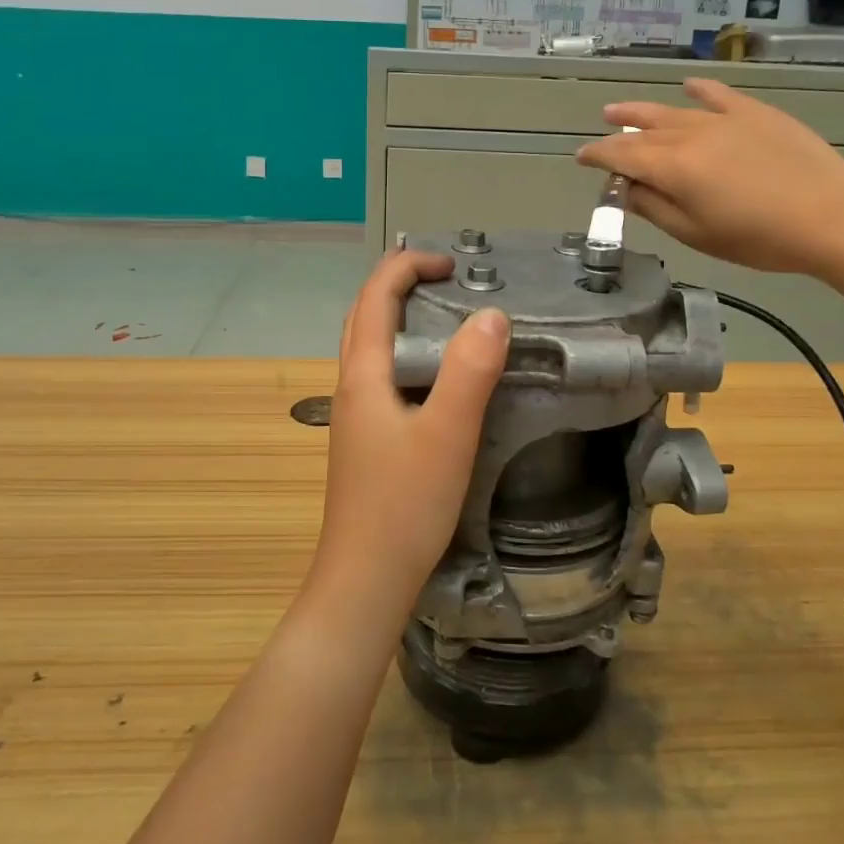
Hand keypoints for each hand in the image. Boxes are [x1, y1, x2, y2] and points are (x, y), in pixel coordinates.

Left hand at [311, 251, 509, 616]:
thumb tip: (492, 315)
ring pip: (369, 345)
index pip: (376, 297)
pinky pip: (380, 373)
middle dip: (397, 283)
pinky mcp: (365, 438)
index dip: (407, 267)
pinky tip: (433, 376)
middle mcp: (351, 386)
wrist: (365, 580)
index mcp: (364, 375)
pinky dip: (403, 350)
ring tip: (441, 313)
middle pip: (364, 315)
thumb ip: (470, 373)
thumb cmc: (404, 505)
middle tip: (444, 277)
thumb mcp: (447, 435)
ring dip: (397, 315)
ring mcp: (355, 414)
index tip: (450, 264)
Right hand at [576, 78, 843, 278]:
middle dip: (616, 133)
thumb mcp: (696, 233)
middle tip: (599, 135)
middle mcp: (690, 134)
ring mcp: (724, 119)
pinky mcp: (756, 114)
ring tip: (620, 110)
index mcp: (672, 166)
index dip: (598, 156)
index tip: (581, 158)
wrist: (830, 216)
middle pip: (643, 131)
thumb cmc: (757, 237)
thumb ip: (655, 208)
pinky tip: (688, 85)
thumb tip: (626, 189)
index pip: (622, 156)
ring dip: (642, 111)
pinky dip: (700, 90)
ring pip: (673, 111)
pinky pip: (719, 95)